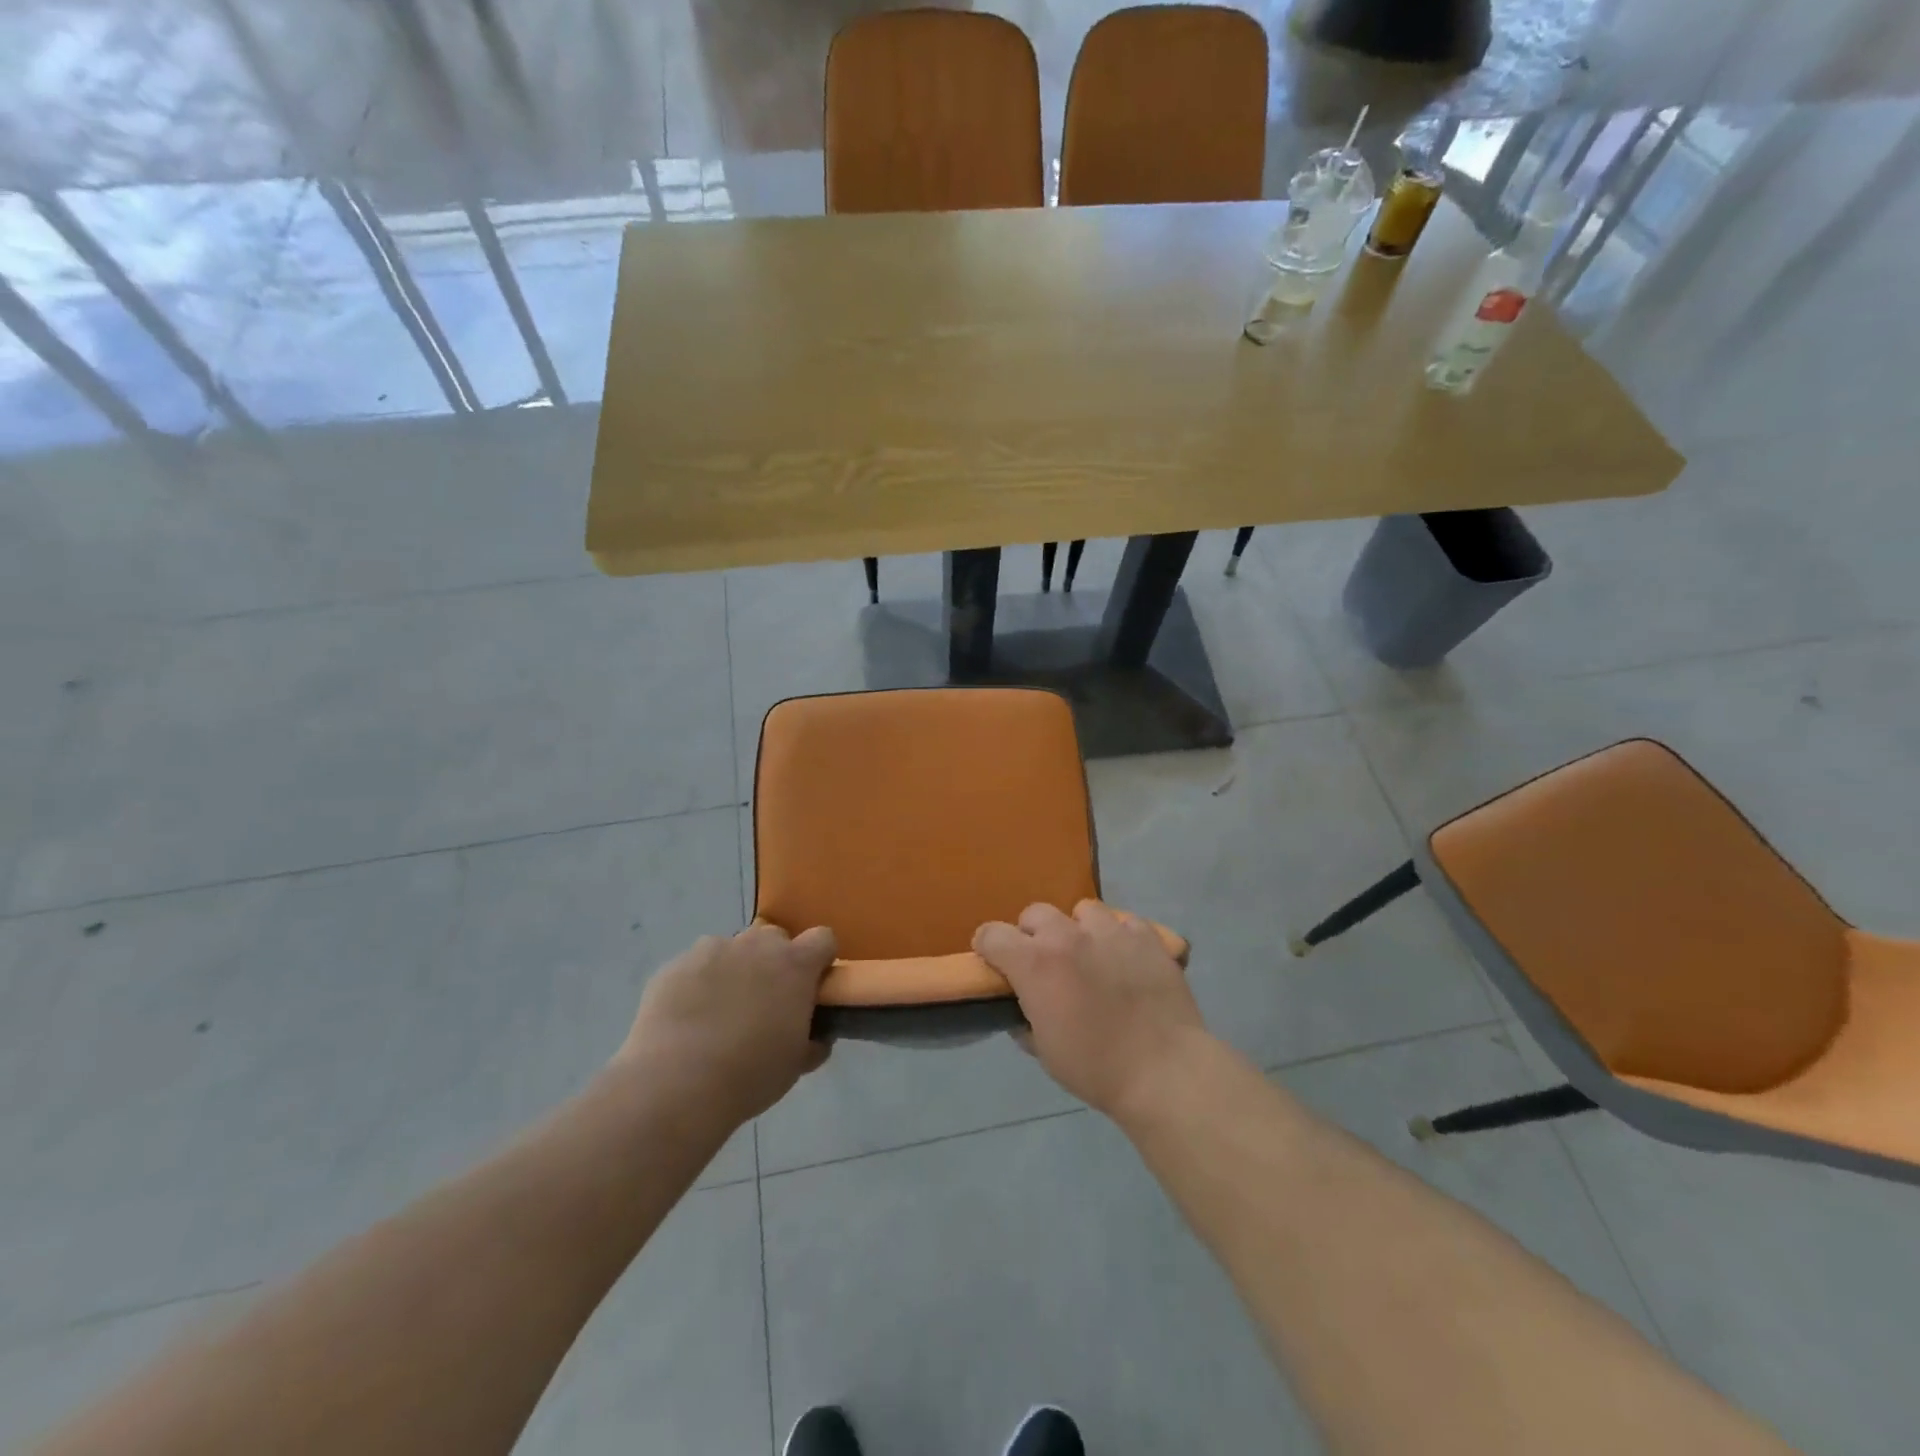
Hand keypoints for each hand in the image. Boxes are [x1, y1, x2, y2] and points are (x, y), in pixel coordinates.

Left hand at [617, 923, 836, 1125]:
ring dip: (734, 970)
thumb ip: (812, 1041)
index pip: (822, 938)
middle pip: (774, 938)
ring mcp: (712, 950)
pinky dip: (697, 984)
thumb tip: (816, 1038)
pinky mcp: (675, 964)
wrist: (674, 1085)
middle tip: (764, 1003)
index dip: (819, 960)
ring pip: (732, 950)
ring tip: (719, 1014)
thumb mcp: (795, 1064)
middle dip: (774, 962)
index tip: (811, 986)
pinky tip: (687, 1020)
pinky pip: (695, 966)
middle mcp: (755, 945)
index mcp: (794, 964)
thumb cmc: (749, 1075)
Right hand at [974, 901, 1206, 1119]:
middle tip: (1045, 963)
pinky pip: (1123, 922)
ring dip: (1078, 929)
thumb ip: (1025, 1020)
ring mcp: (1110, 931)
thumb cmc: (1096, 1068)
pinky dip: (1118, 936)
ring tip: (1090, 955)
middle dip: (1032, 934)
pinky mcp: (1145, 935)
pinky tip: (1125, 959)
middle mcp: (1068, 936)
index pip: (992, 935)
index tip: (994, 962)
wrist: (1164, 1071)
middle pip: (1035, 913)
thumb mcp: (1044, 1052)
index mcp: (1036, 963)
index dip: (988, 946)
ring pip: (1082, 910)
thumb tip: (1022, 1009)